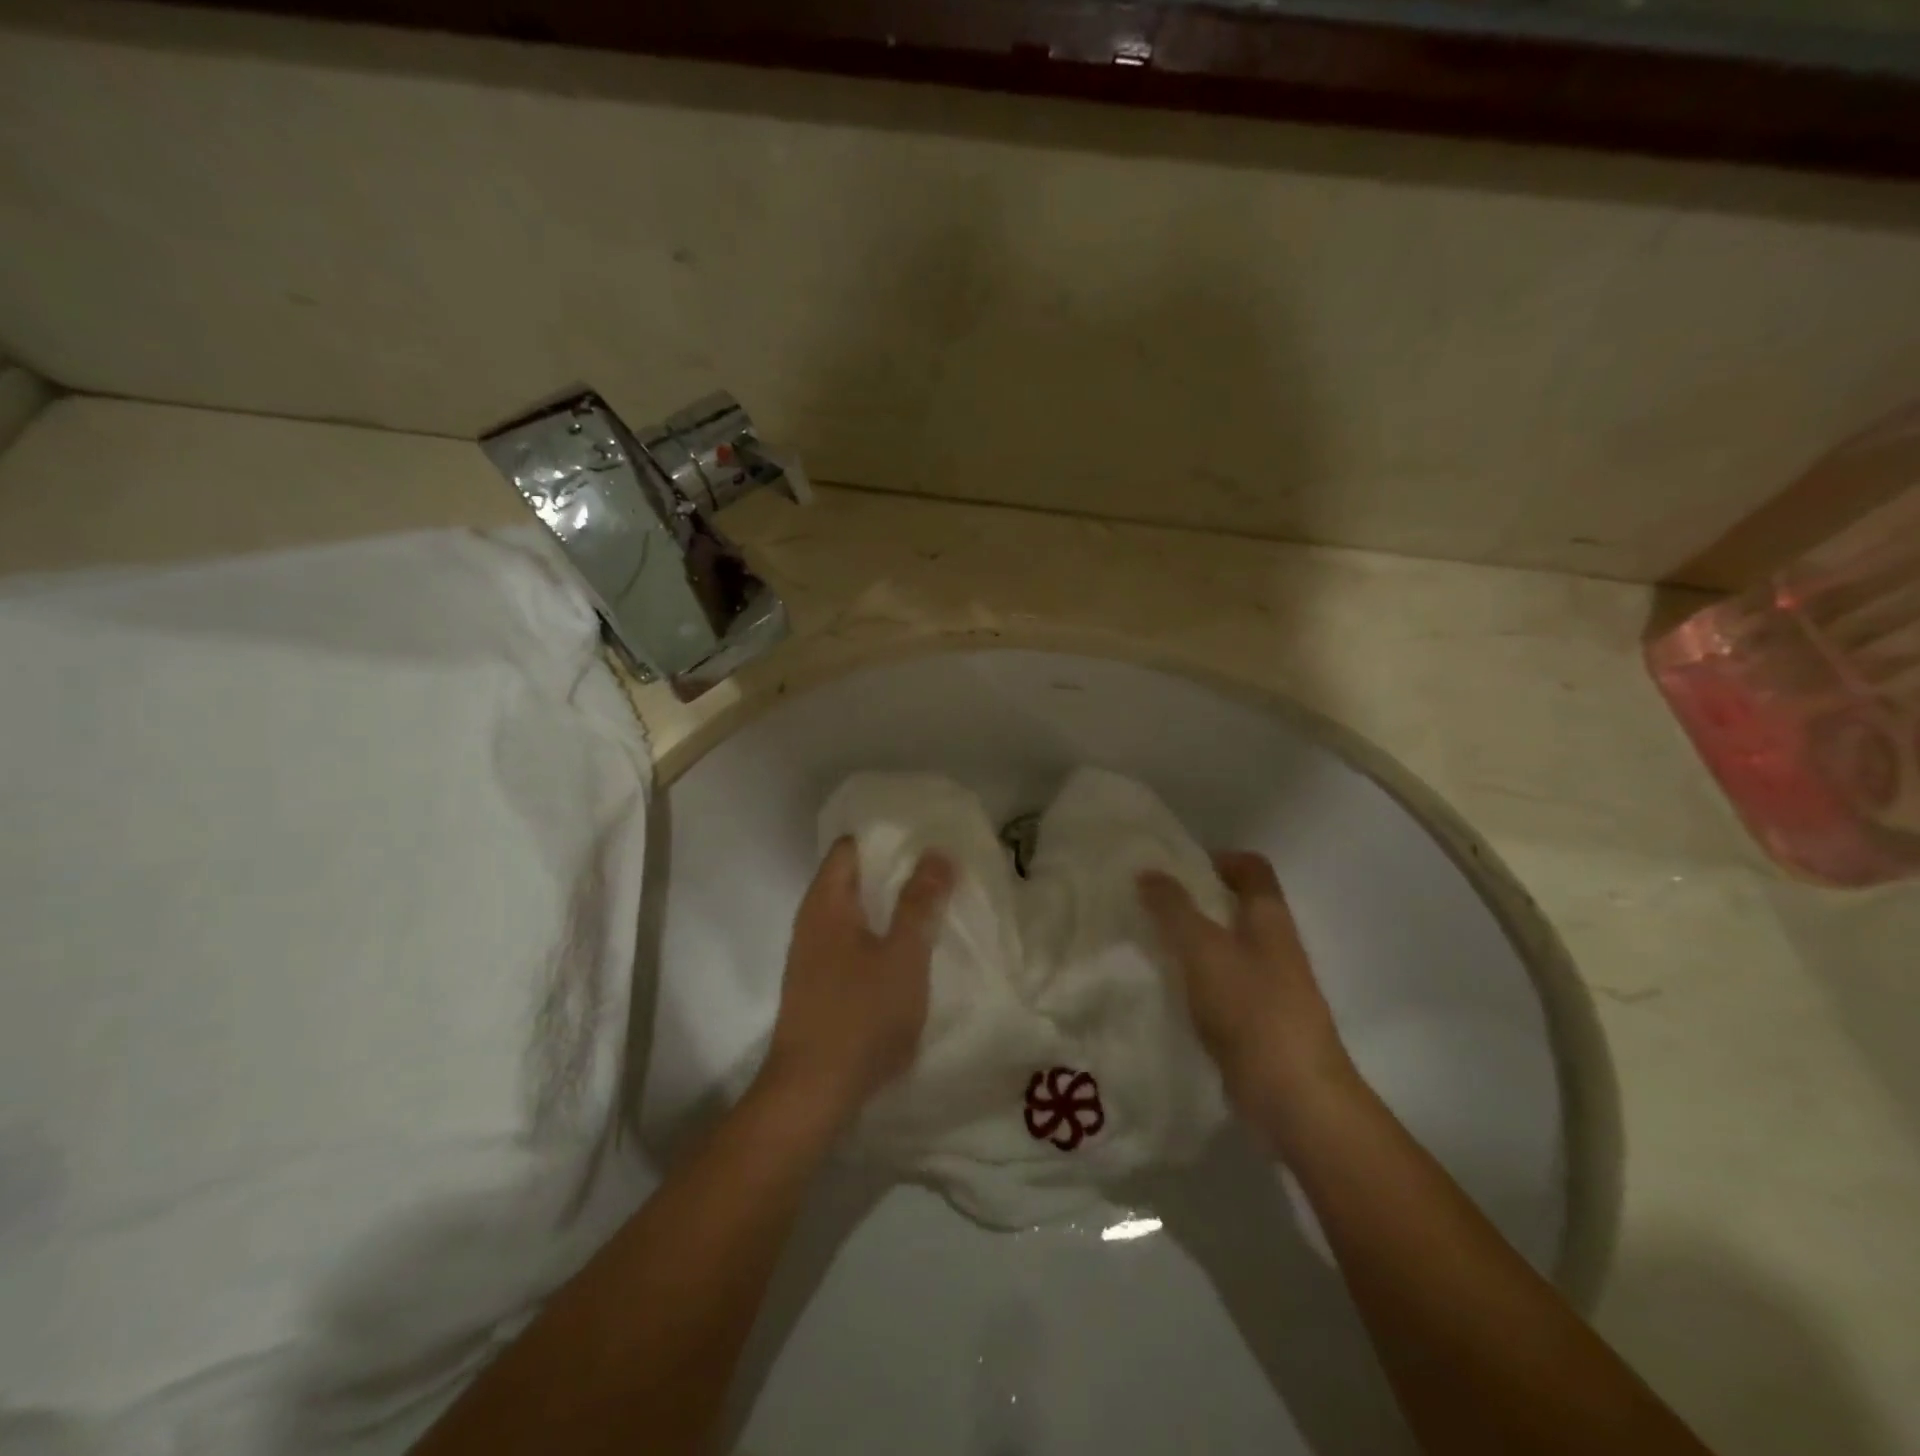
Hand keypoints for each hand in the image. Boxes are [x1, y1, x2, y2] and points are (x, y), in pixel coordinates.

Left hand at [758, 838, 955, 1127]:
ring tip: (932, 905)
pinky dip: (879, 936)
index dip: (886, 836)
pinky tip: (908, 952)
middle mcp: (812, 922)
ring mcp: (812, 956)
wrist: (812, 1094)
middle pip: (853, 878)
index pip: (850, 847)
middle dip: (894, 871)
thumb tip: (936, 853)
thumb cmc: (860, 1015)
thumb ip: (920, 903)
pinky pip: (852, 944)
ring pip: (855, 914)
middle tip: (940, 869)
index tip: (925, 836)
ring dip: (889, 907)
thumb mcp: (903, 955)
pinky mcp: (819, 986)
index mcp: (826, 903)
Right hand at [1138, 851, 1356, 1141]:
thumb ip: (1174, 909)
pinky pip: (1221, 986)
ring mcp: (1269, 986)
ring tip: (1147, 943)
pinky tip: (1165, 989)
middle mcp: (1274, 946)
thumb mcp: (1203, 949)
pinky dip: (1195, 980)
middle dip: (1194, 901)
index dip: (1217, 858)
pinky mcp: (1257, 1022)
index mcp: (1269, 918)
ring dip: (1191, 942)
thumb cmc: (1251, 1009)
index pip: (1251, 868)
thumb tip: (1148, 872)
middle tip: (1148, 904)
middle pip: (1235, 907)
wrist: (1294, 1096)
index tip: (1175, 867)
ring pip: (1225, 948)